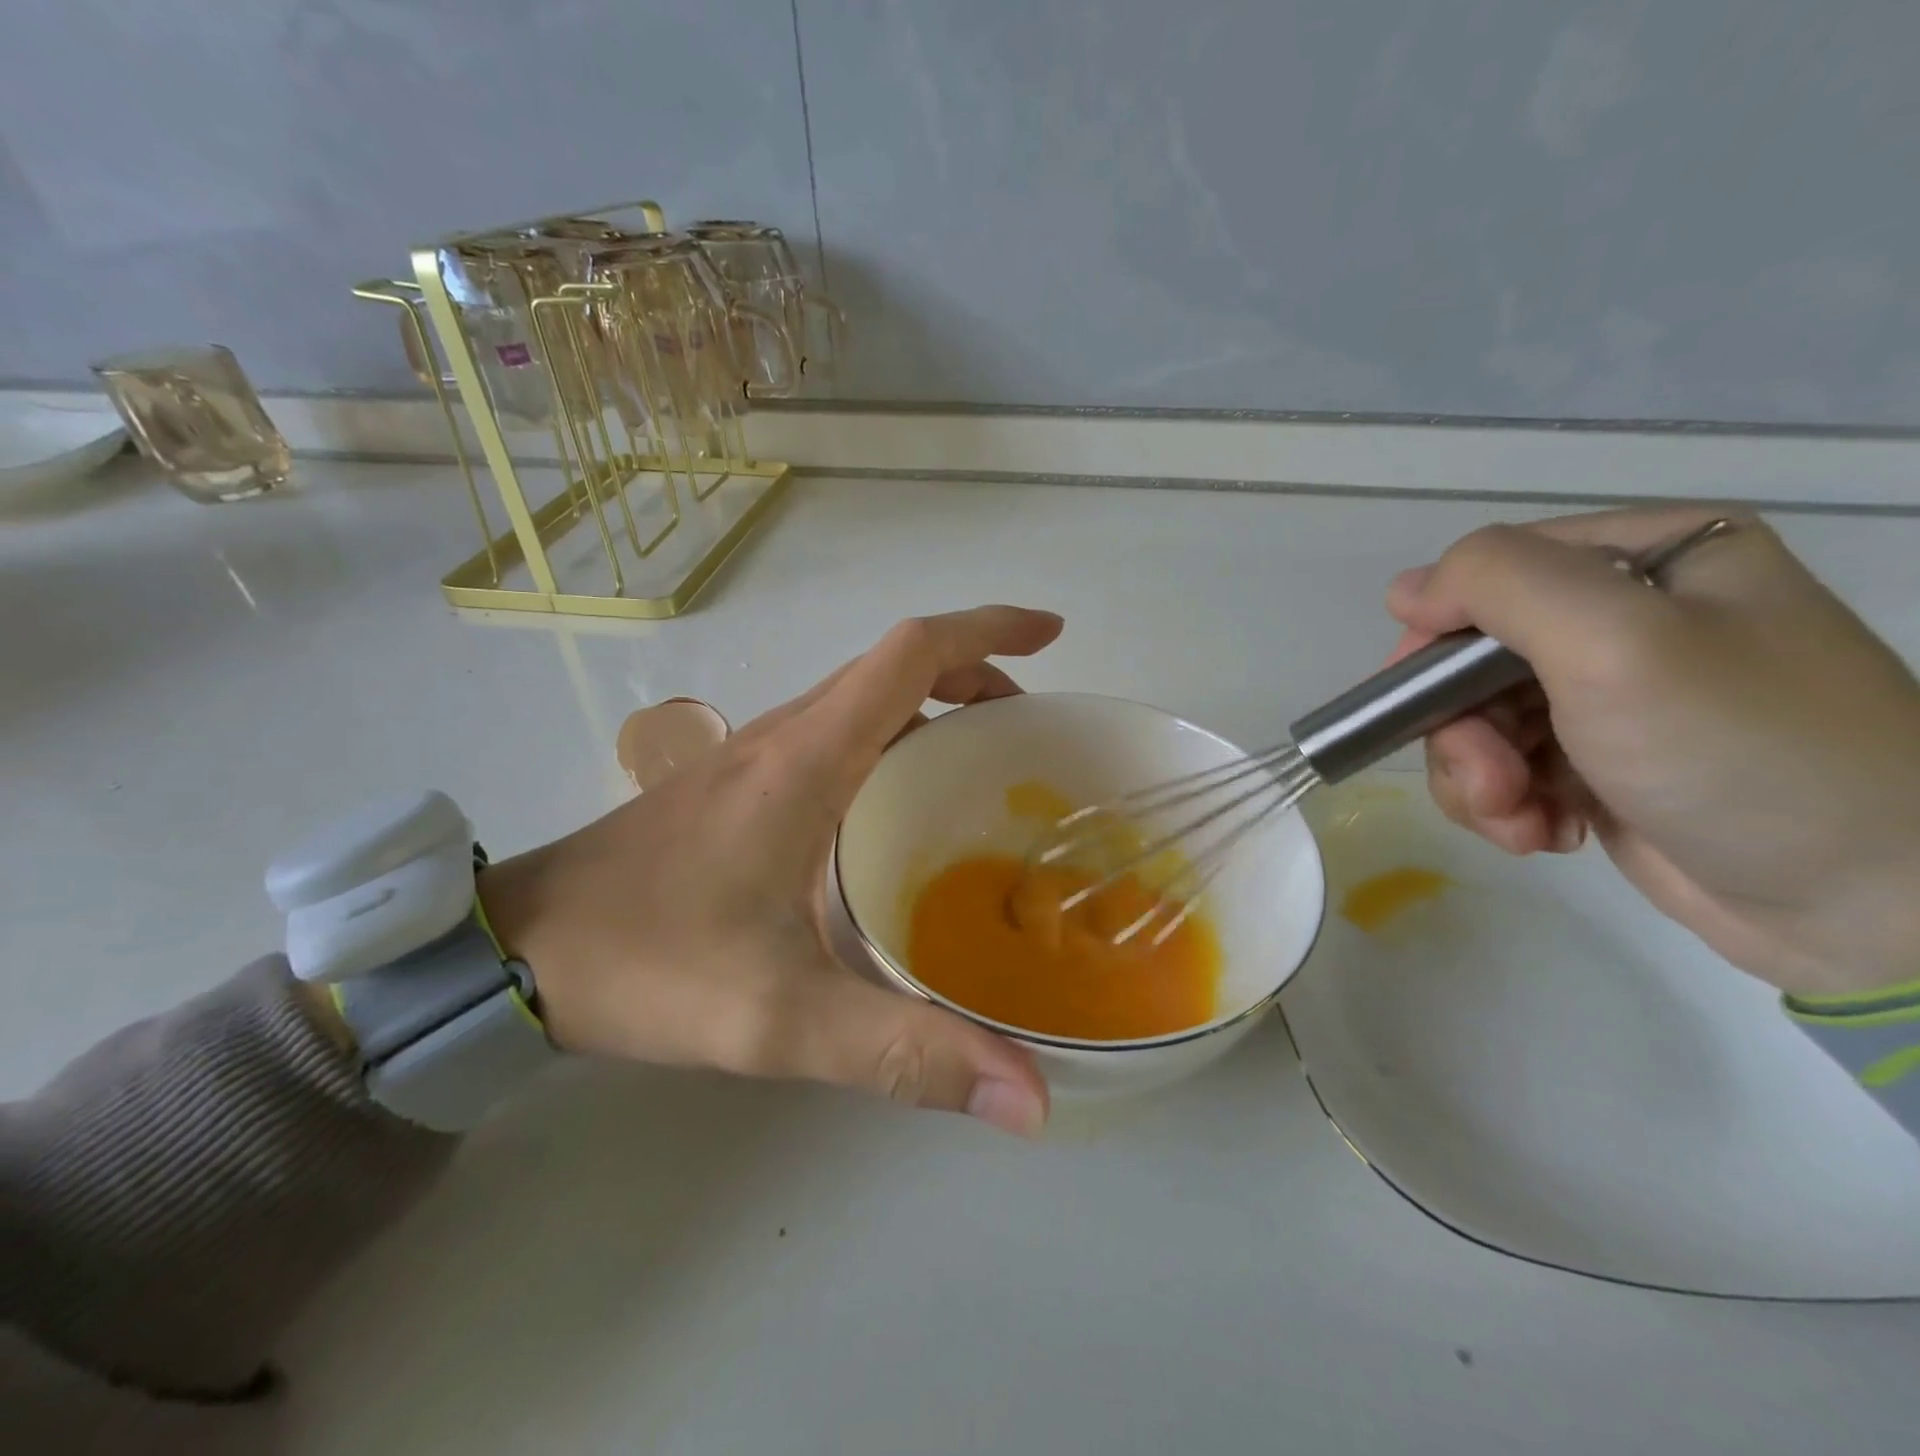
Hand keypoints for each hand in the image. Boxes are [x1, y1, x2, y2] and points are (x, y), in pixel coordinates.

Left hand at [475, 607, 1063, 1134]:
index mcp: (808, 759)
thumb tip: (1029, 1102)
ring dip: (934, 704)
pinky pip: (837, 732)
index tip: (1050, 634)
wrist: (518, 949)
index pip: (910, 654)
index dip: (987, 630)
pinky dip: (893, 738)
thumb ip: (904, 1055)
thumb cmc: (650, 965)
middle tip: (1031, 731)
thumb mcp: (781, 1020)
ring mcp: (758, 754)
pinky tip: (902, 807)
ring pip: (864, 697)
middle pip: (895, 666)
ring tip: (986, 763)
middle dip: (977, 673)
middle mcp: (787, 736)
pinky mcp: (741, 783)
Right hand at [1386, 507, 1919, 998]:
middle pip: (1471, 658)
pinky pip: (1503, 767)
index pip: (1489, 575)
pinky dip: (1504, 806)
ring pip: (1475, 720)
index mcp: (1646, 561)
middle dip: (1461, 729)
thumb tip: (1404, 591)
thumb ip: (1500, 586)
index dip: (1440, 637)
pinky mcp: (1596, 764)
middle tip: (1493, 783)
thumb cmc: (1743, 752)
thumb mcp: (1617, 642)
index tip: (1425, 704)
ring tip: (1522, 822)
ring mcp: (1608, 697)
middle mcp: (1625, 620)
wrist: (1871, 906)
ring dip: (1477, 777)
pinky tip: (1544, 834)